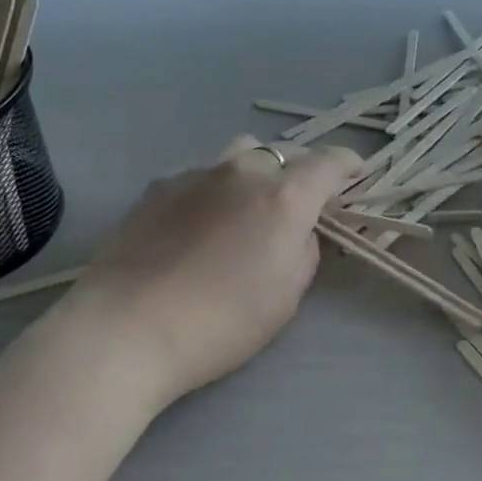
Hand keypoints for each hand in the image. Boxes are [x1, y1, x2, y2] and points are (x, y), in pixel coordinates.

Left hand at [64, 137, 359, 411]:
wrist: (124, 328)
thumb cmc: (219, 323)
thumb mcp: (286, 296)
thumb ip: (304, 250)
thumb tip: (298, 229)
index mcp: (284, 196)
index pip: (329, 162)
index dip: (349, 165)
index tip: (356, 174)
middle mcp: (245, 171)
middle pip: (286, 152)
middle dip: (302, 170)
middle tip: (301, 200)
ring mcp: (199, 172)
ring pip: (242, 153)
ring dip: (258, 169)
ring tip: (250, 202)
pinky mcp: (161, 185)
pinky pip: (203, 174)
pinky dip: (216, 188)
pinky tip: (198, 223)